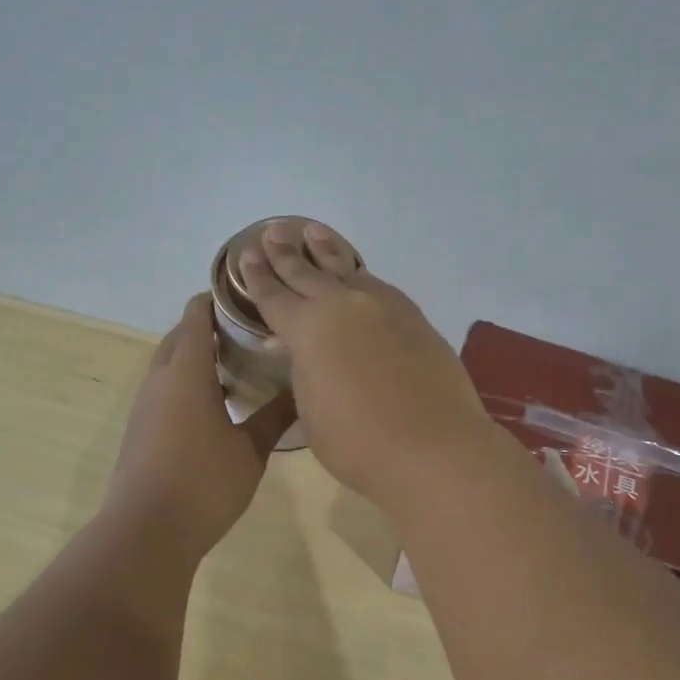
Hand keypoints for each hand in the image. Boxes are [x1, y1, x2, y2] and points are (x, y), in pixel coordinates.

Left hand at [108, 294, 295, 558]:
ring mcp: (145, 406)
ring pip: (169, 365)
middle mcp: (159, 381)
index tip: (246, 295)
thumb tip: (302, 389)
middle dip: (206, 327)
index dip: (216, 299)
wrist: (147, 531)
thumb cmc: (204, 483)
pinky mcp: (140, 430)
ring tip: (237, 363)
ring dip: (195, 357)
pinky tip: (216, 403)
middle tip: (248, 330)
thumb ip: (275, 416)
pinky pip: (164, 390)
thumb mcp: (250, 450)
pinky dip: (187, 383)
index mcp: (186, 373)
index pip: (195, 317)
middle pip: (178, 337)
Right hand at [235, 222, 495, 505]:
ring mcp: (383, 307)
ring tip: (314, 232)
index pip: (274, 296)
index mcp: (308, 328)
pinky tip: (357, 275)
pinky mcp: (414, 318)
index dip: (257, 277)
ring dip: (327, 251)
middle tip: (274, 232)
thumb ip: (301, 371)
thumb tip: (292, 347)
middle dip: (286, 253)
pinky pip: (378, 286)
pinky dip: (360, 276)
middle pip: (307, 273)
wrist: (433, 448)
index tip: (247, 254)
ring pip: (347, 270)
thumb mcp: (311, 410)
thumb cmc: (357, 442)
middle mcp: (343, 306)